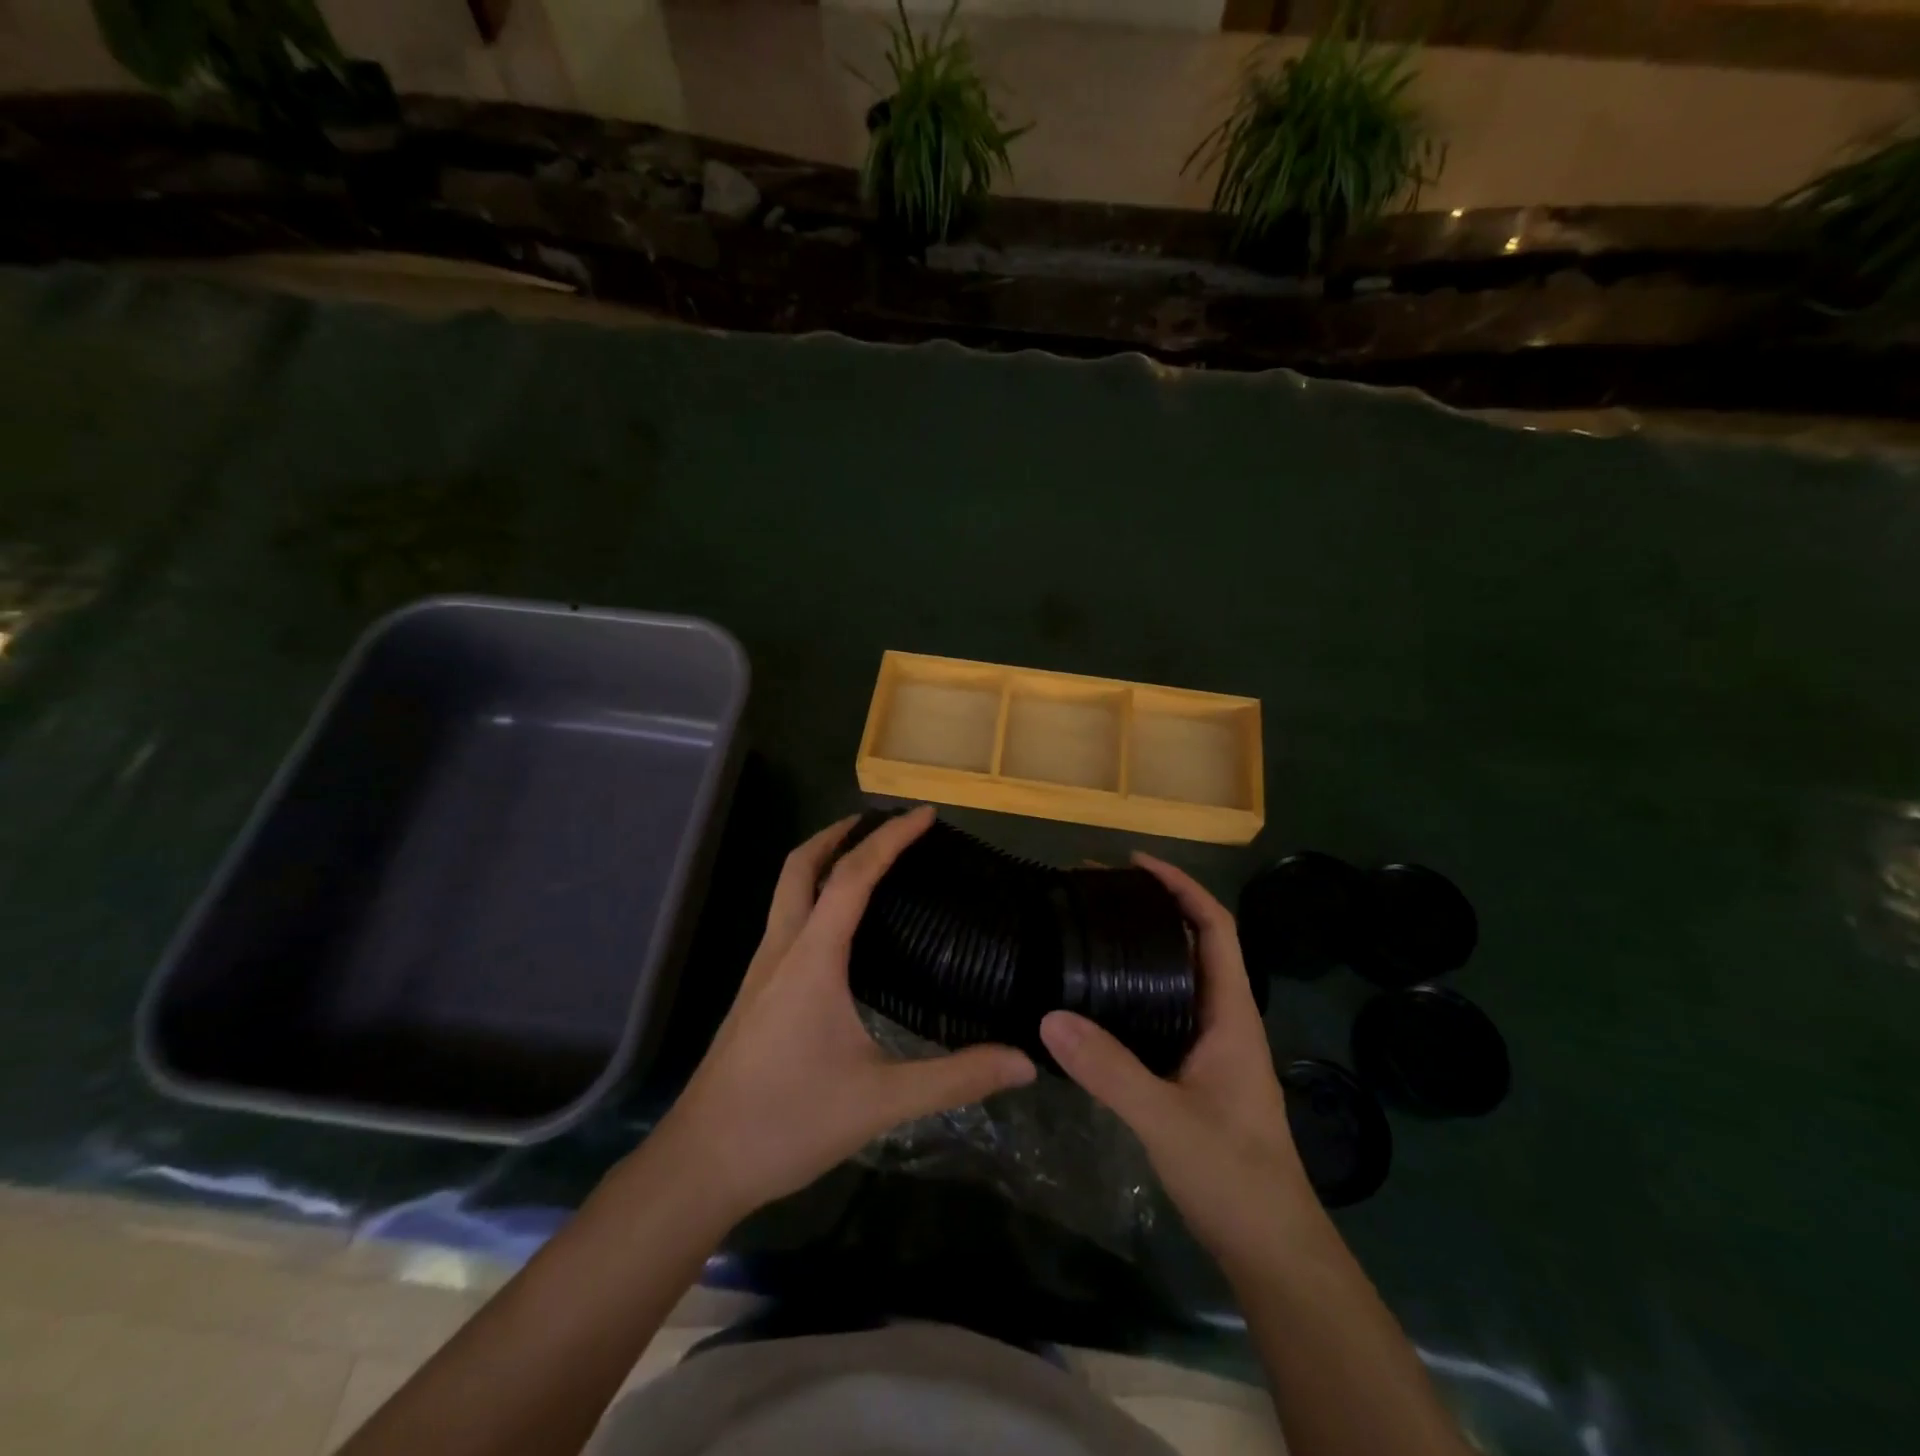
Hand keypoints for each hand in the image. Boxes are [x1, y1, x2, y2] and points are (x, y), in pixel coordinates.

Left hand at [657, 806, 1036, 1220]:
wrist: (701, 1162)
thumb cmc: (789, 1121)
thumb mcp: (882, 1100)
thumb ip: (955, 1078)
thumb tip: (1023, 1061)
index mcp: (813, 957)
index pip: (853, 876)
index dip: (890, 838)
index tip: (925, 815)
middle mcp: (783, 949)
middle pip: (801, 866)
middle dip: (840, 833)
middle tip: (884, 823)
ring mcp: (762, 970)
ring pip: (787, 891)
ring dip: (823, 862)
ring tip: (867, 862)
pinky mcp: (755, 993)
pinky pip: (786, 921)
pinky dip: (813, 897)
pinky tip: (839, 931)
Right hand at [1040, 854, 1314, 1263]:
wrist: (1269, 1247)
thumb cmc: (1233, 1175)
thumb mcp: (1166, 1120)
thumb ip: (1110, 1071)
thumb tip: (1050, 1016)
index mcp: (1231, 1013)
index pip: (1215, 928)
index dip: (1182, 887)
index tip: (1135, 865)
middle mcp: (1224, 1018)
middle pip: (1194, 943)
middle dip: (1153, 908)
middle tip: (1096, 893)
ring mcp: (1210, 1046)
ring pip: (1177, 977)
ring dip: (1143, 946)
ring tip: (1091, 929)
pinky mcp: (1193, 1070)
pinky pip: (1163, 1009)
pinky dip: (1134, 987)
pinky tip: (1096, 997)